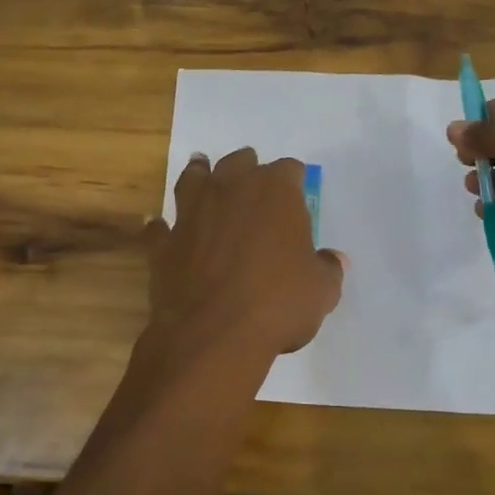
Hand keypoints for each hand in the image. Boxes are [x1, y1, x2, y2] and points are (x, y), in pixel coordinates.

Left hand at [146, 150, 346, 355]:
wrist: (212, 332)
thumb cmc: (277, 304)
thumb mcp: (321, 291)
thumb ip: (327, 269)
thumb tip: (333, 260)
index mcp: (275, 191)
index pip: (289, 170)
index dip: (294, 181)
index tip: (297, 192)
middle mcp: (230, 189)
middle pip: (239, 162)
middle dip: (248, 168)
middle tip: (252, 178)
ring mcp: (192, 212)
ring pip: (194, 179)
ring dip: (199, 174)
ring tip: (201, 169)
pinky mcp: (164, 242)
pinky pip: (160, 226)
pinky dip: (163, 226)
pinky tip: (161, 226)